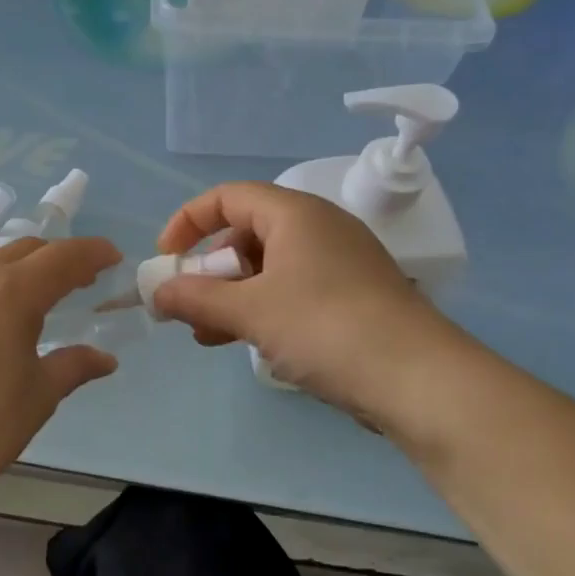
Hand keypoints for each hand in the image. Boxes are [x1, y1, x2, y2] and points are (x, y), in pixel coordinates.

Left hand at [0, 236, 122, 498]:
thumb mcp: (41, 393)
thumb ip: (75, 365)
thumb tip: (106, 359)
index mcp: (12, 292)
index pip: (63, 257)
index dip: (92, 253)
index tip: (114, 257)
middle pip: (26, 249)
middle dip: (60, 257)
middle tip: (83, 281)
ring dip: (22, 263)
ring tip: (39, 292)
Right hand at [151, 182, 459, 427]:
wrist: (417, 378)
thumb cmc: (325, 327)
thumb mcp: (251, 311)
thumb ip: (196, 298)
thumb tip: (157, 292)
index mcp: (295, 214)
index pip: (228, 197)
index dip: (188, 221)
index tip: (165, 258)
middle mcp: (318, 229)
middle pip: (247, 234)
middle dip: (210, 270)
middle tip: (187, 306)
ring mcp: (339, 265)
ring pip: (269, 269)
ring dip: (232, 297)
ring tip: (206, 335)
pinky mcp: (352, 298)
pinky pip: (293, 293)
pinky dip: (263, 311)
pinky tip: (248, 344)